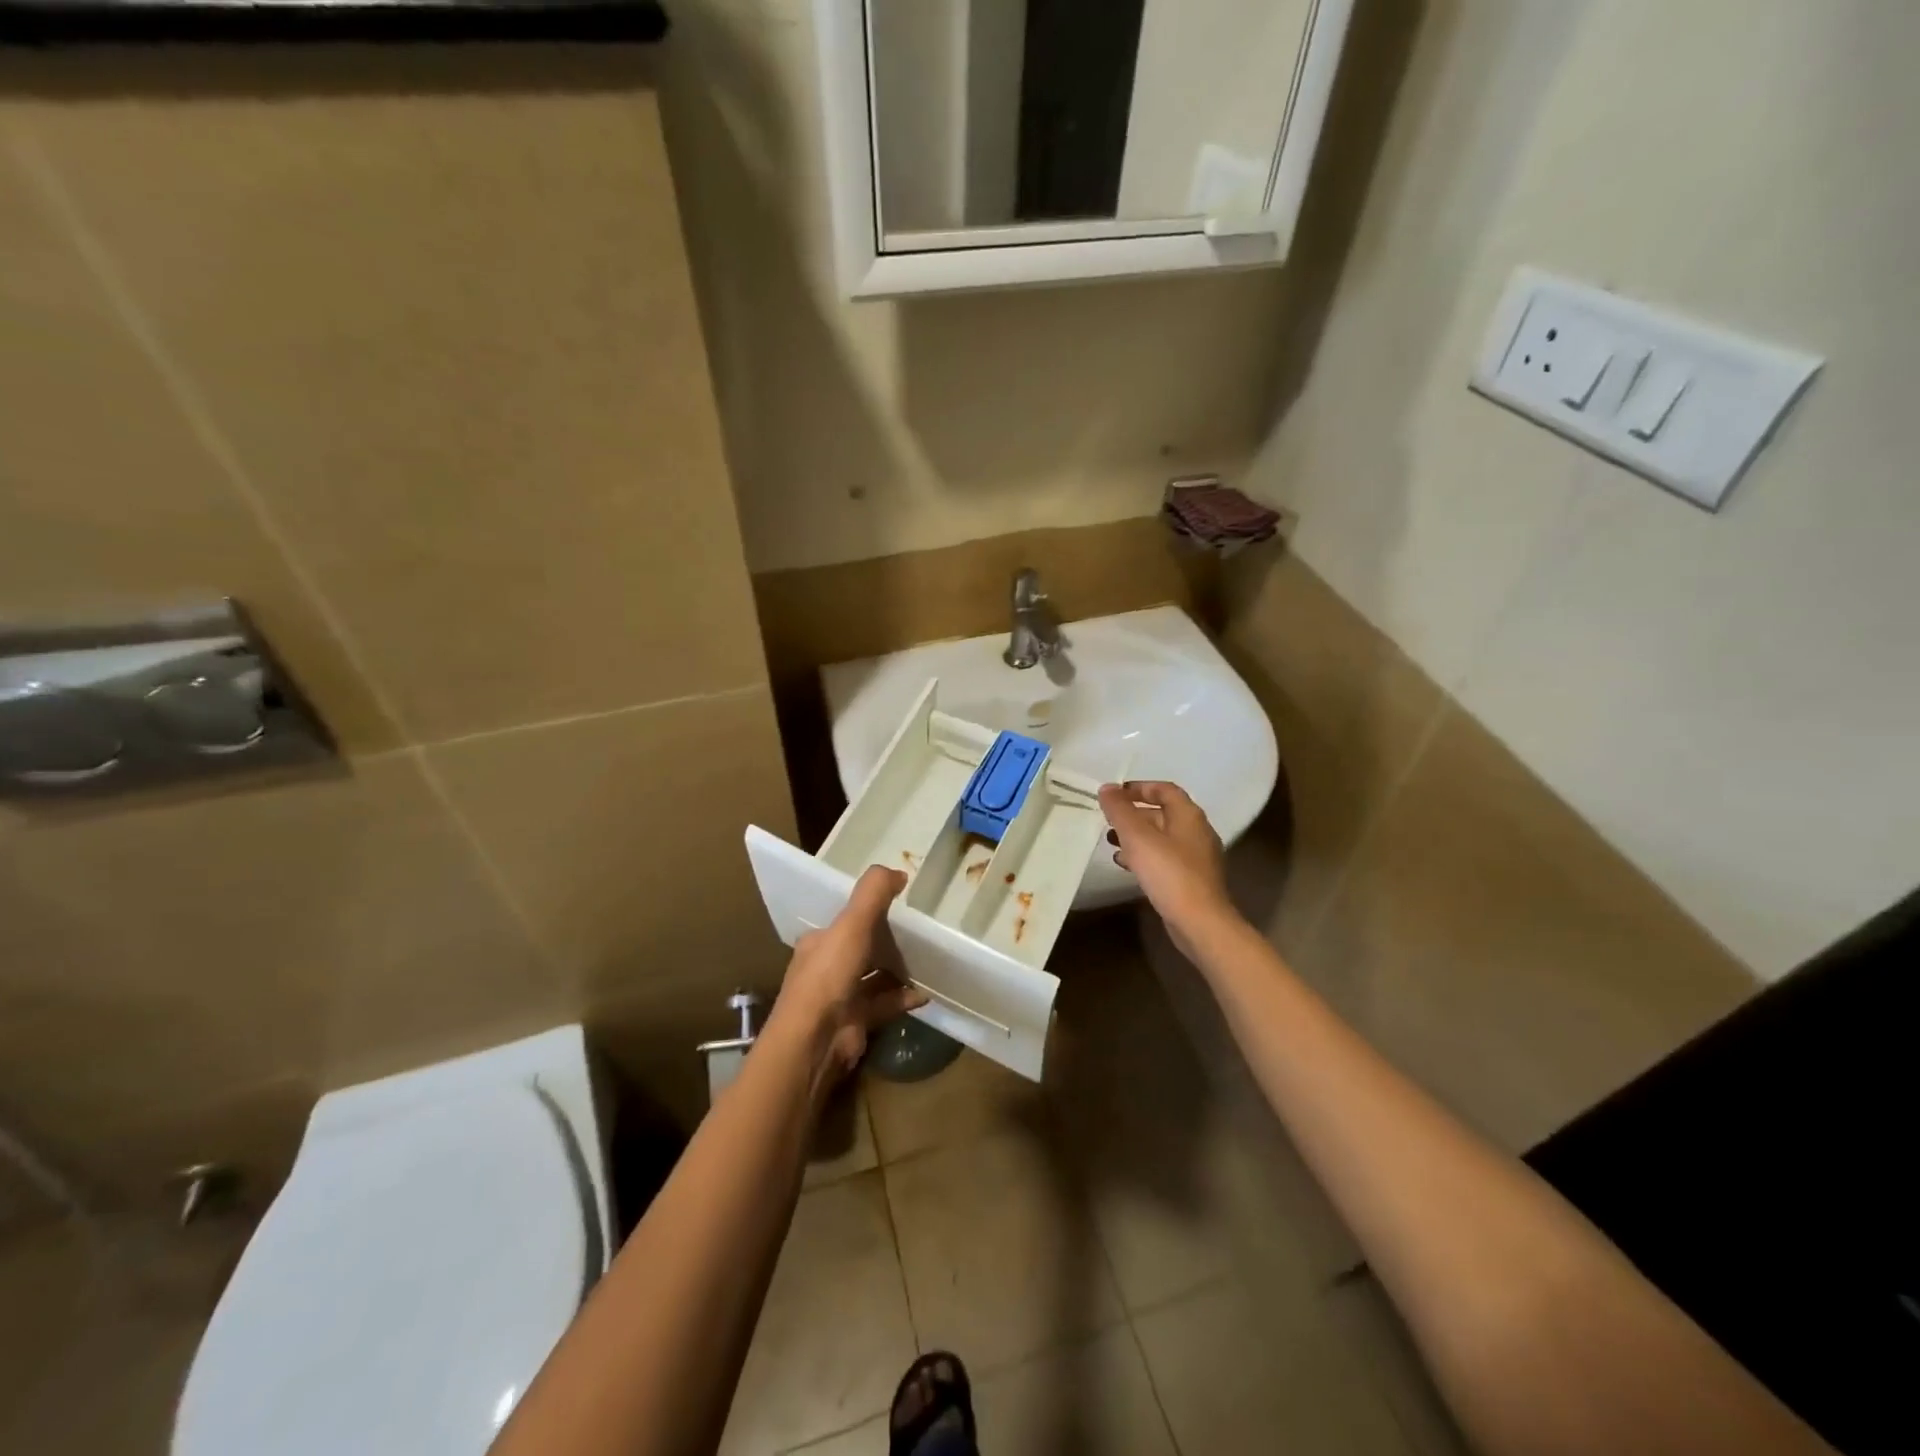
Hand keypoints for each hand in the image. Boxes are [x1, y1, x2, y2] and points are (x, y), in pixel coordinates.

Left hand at [771, 864, 924, 1086]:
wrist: (815, 1041)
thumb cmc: (829, 976)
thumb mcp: (851, 924)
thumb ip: (873, 894)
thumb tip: (899, 872)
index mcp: (819, 943)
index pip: (844, 921)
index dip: (868, 910)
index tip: (899, 902)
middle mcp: (827, 968)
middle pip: (862, 948)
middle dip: (888, 941)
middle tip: (921, 930)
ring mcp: (842, 998)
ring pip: (875, 977)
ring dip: (899, 970)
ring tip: (930, 958)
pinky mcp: (857, 1022)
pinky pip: (886, 1004)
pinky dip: (904, 997)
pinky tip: (926, 992)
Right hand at [1099, 781, 1235, 951]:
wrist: (1200, 922)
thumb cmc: (1169, 873)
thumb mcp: (1137, 837)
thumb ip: (1120, 811)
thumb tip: (1107, 788)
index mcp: (1189, 816)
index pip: (1165, 790)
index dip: (1140, 788)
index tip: (1115, 794)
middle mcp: (1197, 832)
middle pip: (1163, 813)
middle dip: (1134, 814)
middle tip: (1109, 820)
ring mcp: (1197, 857)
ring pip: (1162, 838)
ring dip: (1137, 837)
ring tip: (1112, 842)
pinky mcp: (1192, 880)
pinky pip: (1165, 858)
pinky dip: (1145, 856)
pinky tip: (1126, 866)